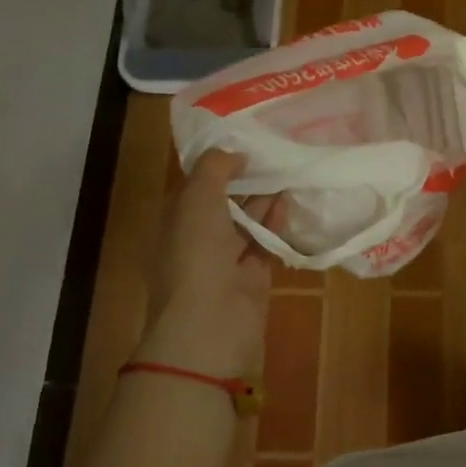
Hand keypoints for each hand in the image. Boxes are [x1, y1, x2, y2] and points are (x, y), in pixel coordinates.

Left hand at [138, 149, 280, 374]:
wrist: (210, 323)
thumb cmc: (196, 255)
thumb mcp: (197, 198)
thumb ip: (215, 168)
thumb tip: (236, 154)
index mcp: (175, 220)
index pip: (196, 185)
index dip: (218, 165)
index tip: (246, 144)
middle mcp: (197, 238)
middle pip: (224, 203)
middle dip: (245, 181)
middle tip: (275, 155)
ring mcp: (224, 260)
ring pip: (246, 223)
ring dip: (264, 200)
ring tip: (289, 173)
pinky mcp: (251, 277)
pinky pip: (264, 243)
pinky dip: (276, 224)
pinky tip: (290, 203)